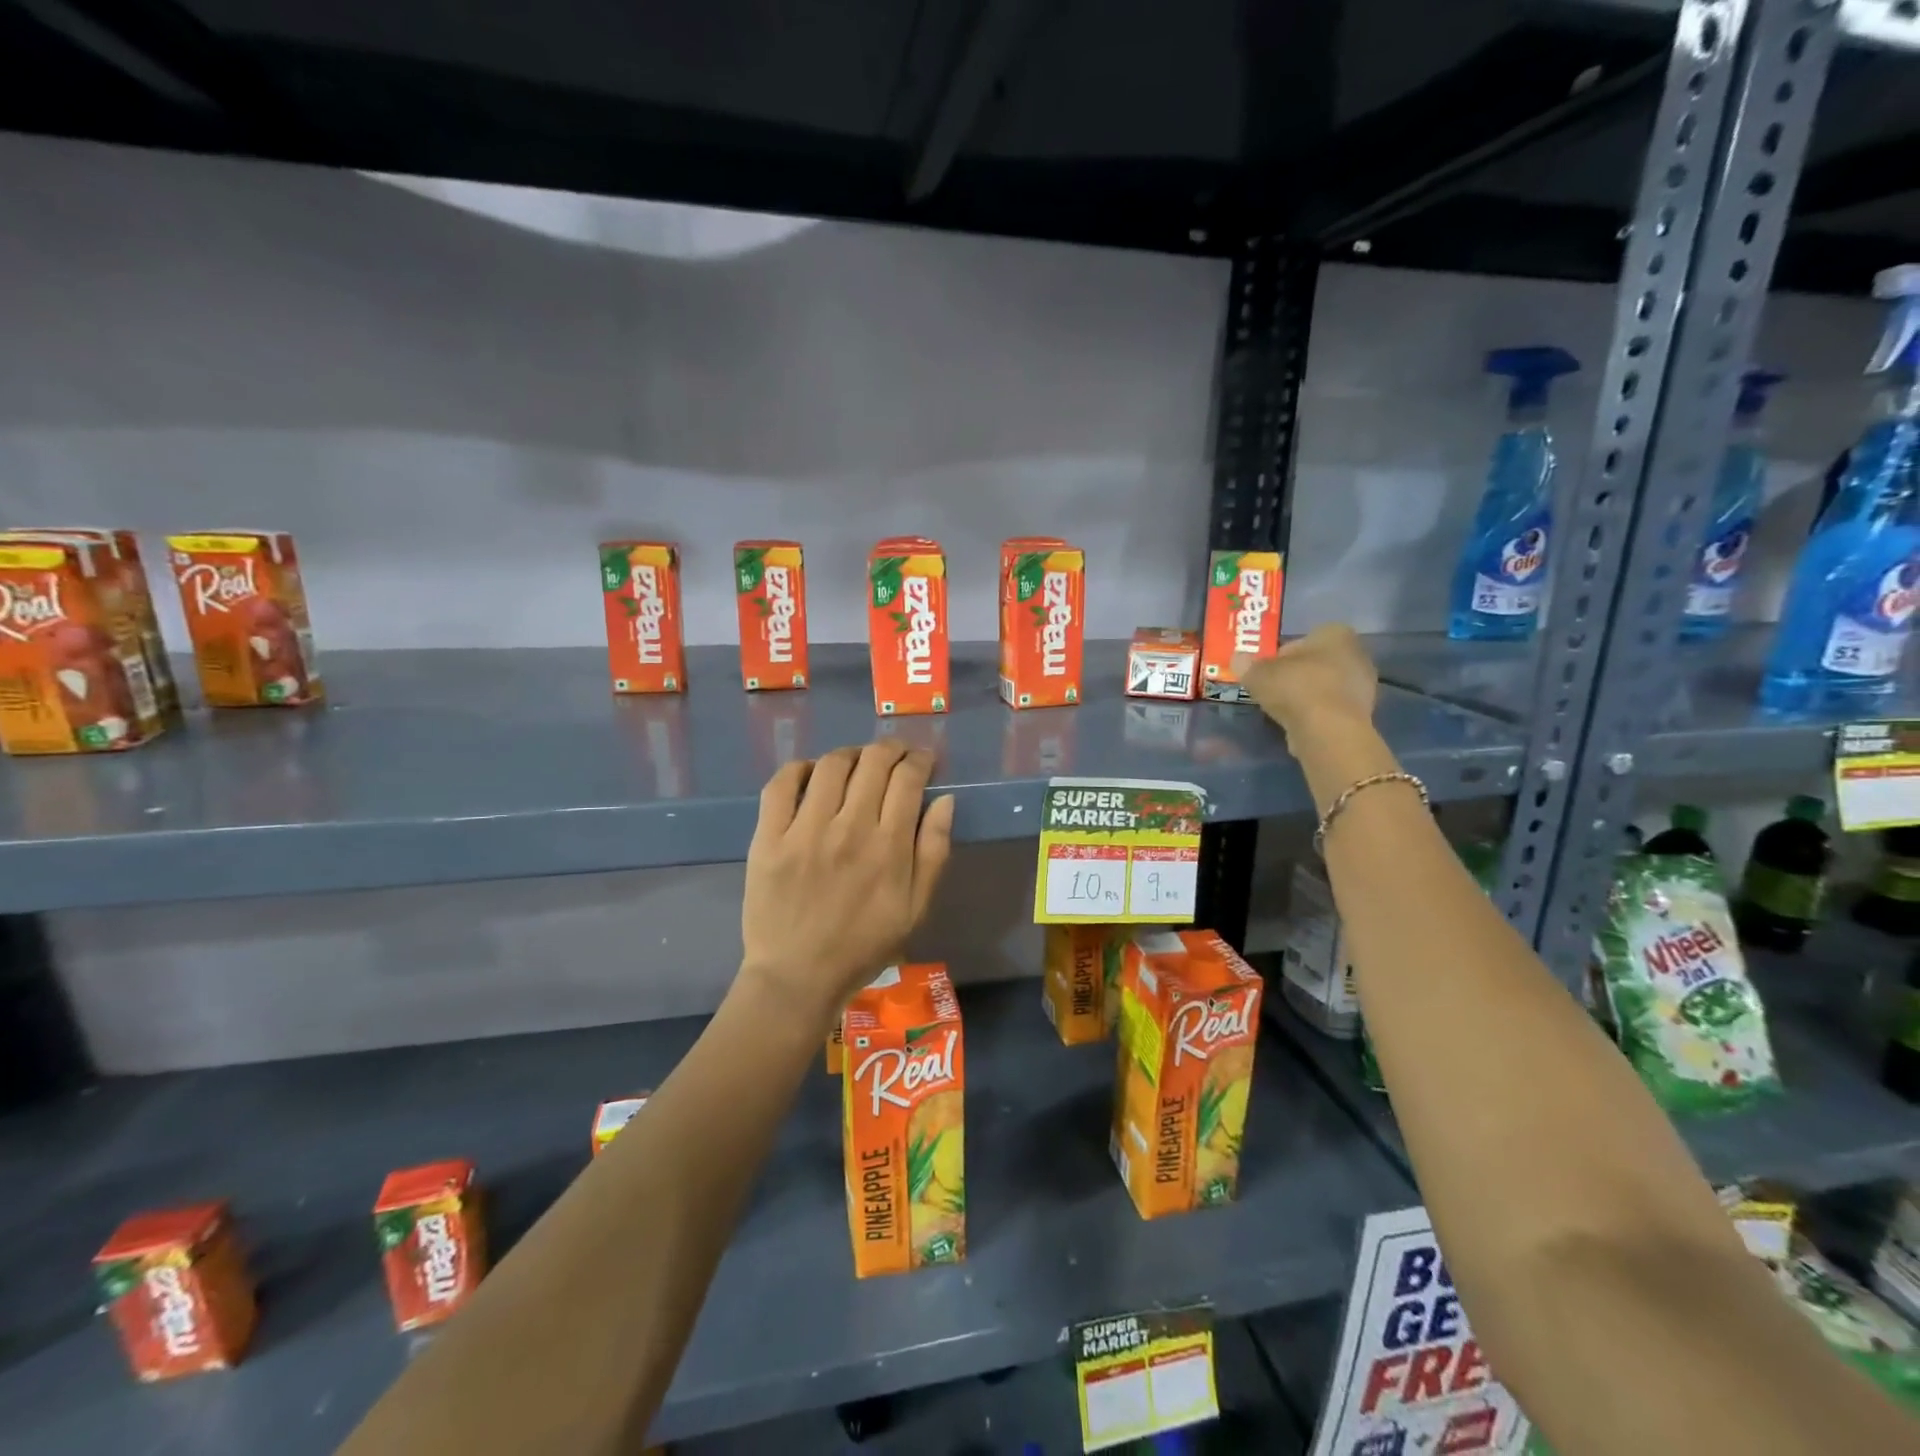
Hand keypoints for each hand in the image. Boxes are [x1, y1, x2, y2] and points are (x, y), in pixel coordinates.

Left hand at [738, 741, 955, 1029]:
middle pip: (873, 762)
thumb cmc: (864, 945)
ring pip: (832, 765)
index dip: (920, 760)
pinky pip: (782, 784)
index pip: (908, 779)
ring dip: (852, 754)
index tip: (923, 761)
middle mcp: (848, 828)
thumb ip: (934, 851)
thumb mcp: (916, 908)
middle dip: (891, 749)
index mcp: (888, 846)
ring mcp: (804, 830)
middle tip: (896, 754)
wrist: (798, 976)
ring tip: (857, 762)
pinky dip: (800, 768)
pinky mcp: (768, 837)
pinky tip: (812, 775)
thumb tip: (944, 800)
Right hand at [1232, 624, 1377, 738]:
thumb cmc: (1295, 688)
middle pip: (1318, 662)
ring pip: (1326, 685)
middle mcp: (1357, 653)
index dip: (1283, 654)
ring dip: (1307, 695)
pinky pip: (1332, 708)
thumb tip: (1237, 658)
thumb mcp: (1258, 674)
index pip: (1306, 638)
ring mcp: (1364, 685)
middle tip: (1274, 688)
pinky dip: (1316, 714)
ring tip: (1283, 709)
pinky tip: (1299, 724)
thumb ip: (1247, 665)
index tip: (1268, 670)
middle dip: (1297, 674)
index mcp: (1336, 634)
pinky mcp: (1363, 713)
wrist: (1327, 729)